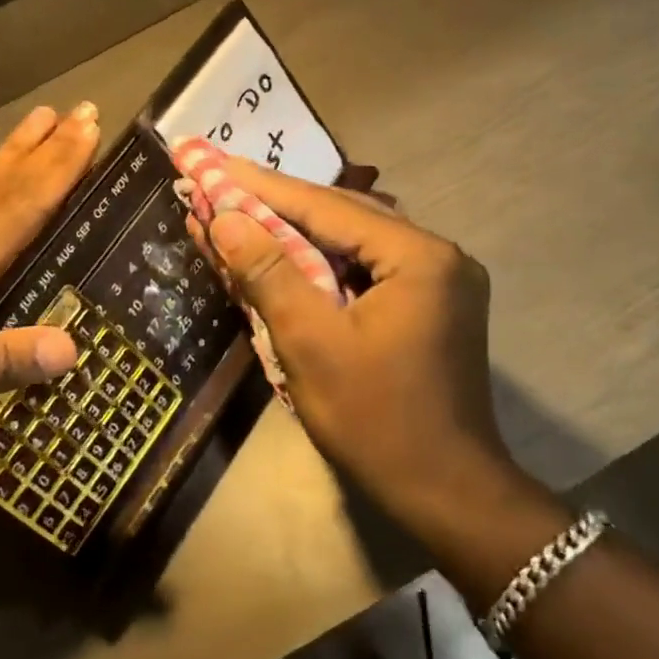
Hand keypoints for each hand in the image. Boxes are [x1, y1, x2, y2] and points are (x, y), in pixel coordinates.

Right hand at [184, 154, 545, 542]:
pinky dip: (318, 268)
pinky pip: (362, 272)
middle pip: (341, 218)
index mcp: (419, 257)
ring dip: (293, 236)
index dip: (262, 188)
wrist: (446, 494)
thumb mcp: (311, 344)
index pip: (325, 207)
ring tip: (237, 217)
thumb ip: (267, 274)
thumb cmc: (376, 421)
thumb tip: (222, 217)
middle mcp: (436, 256)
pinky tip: (279, 259)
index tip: (212, 164)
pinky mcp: (428, 308)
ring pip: (350, 245)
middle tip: (218, 187)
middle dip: (275, 208)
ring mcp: (436, 283)